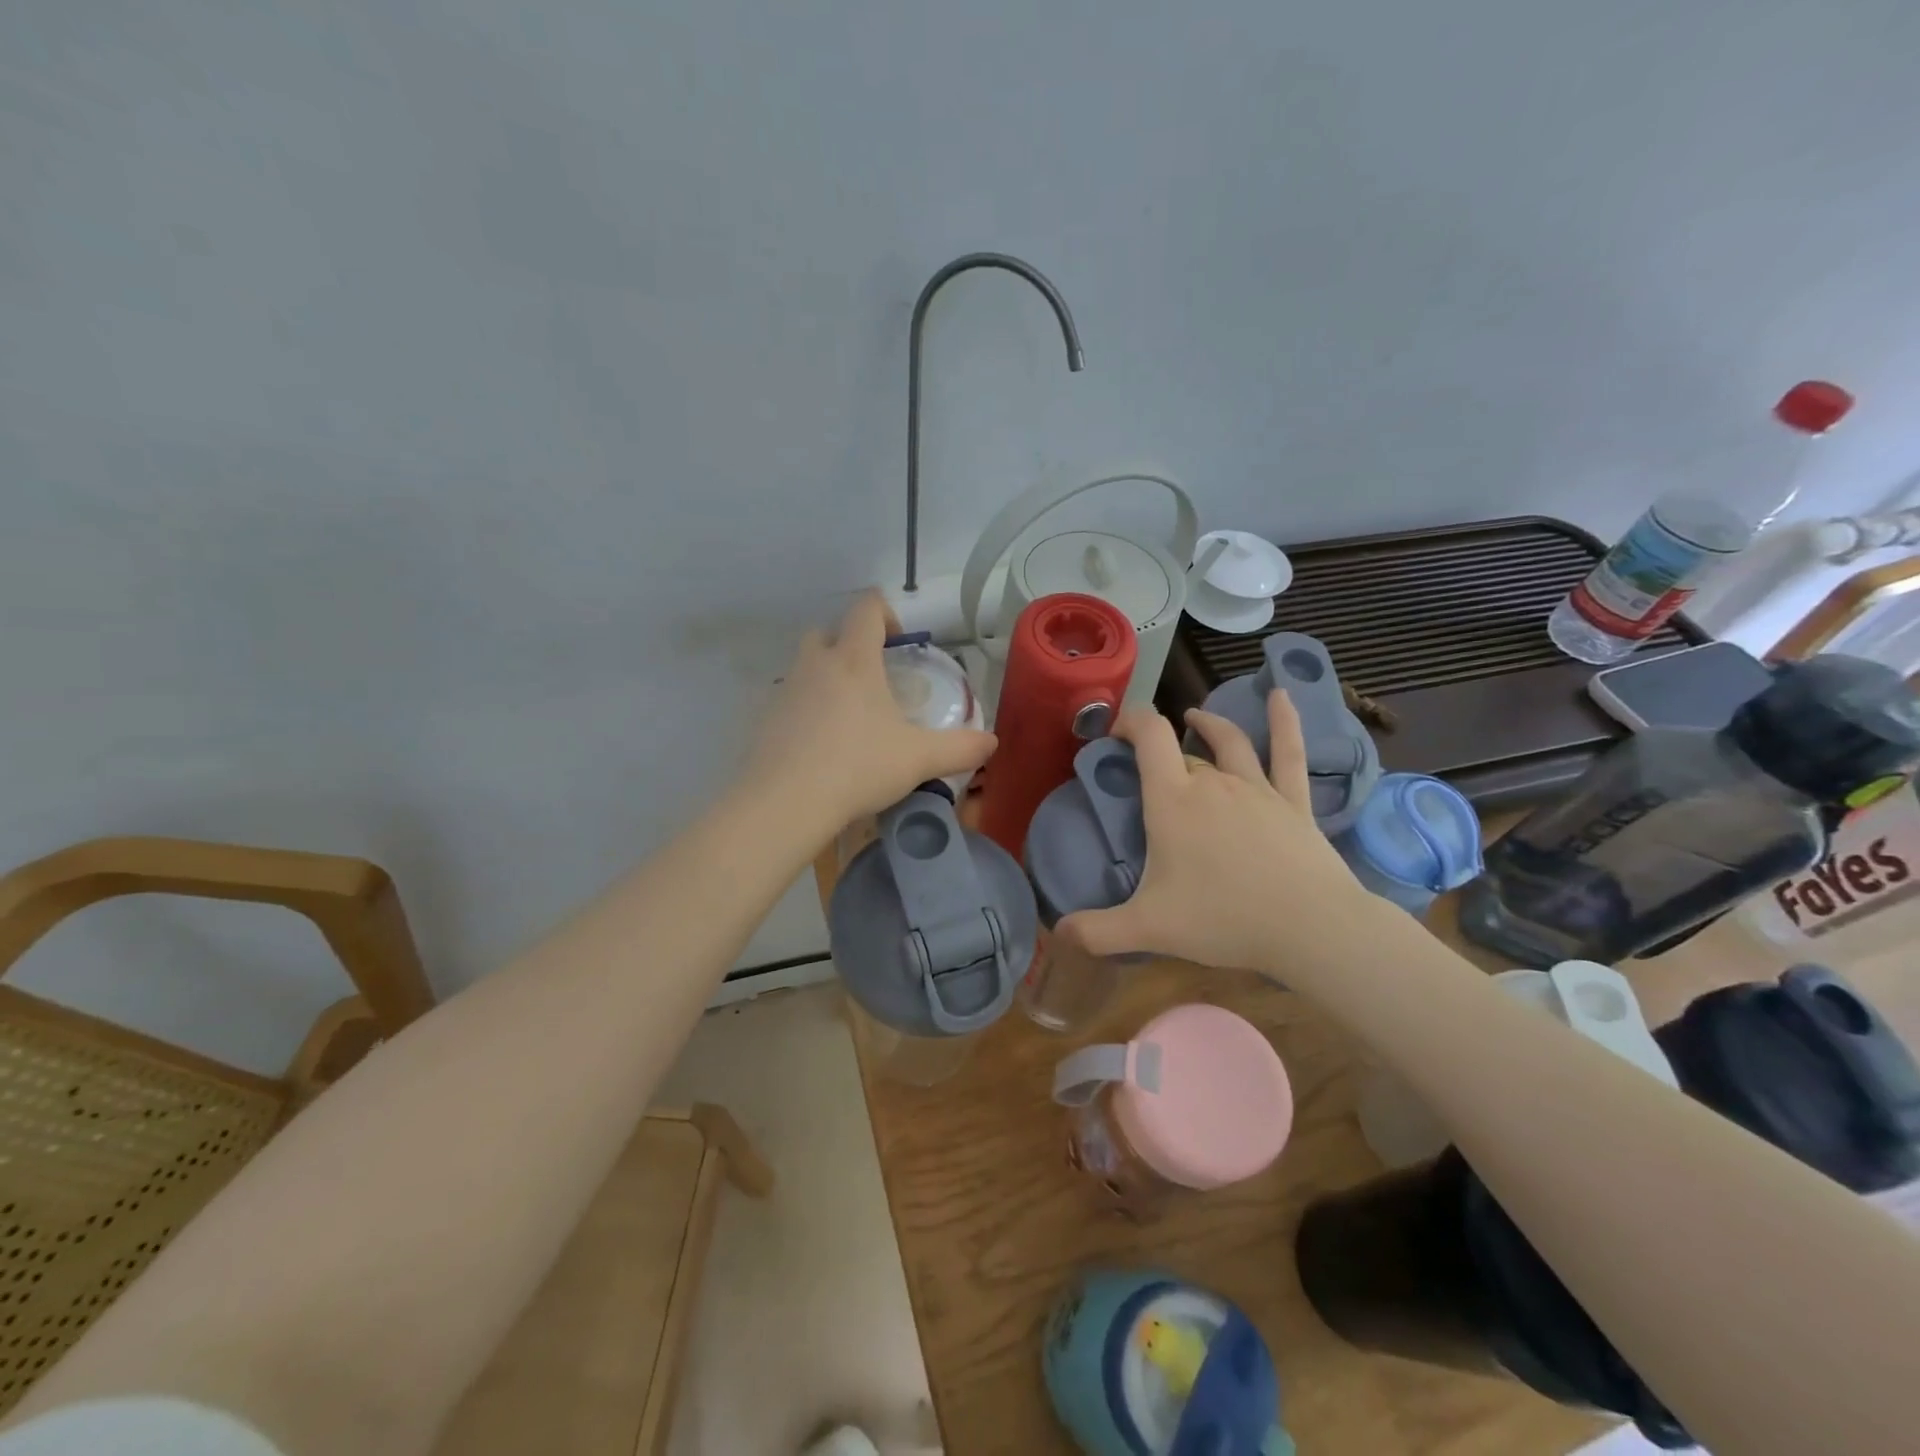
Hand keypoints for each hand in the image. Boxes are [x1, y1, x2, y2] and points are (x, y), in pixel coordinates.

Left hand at [743, 592, 996, 834]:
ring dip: (826, 677)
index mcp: (854, 660)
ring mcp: (784, 690)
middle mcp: (815, 664)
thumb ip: (960, 748)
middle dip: (850, 644)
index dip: (886, 613)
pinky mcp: (765, 719)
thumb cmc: (858, 767)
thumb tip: (992, 743)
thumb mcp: (919, 759)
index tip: (901, 642)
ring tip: (850, 716)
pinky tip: (822, 746)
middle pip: (827, 631)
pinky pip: (789, 701)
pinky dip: (806, 710)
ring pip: (805, 666)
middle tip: (873, 678)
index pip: (866, 608)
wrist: (784, 803)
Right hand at [1059, 693, 1368, 974]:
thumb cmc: (1223, 919)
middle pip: (1182, 752)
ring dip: (1209, 725)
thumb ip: (1097, 931)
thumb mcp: (1149, 928)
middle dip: (1160, 750)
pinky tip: (1282, 695)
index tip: (1115, 730)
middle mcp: (1212, 782)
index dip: (1131, 721)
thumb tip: (1057, 933)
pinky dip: (1285, 722)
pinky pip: (1289, 754)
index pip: (1149, 737)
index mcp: (1173, 800)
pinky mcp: (1293, 802)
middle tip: (1145, 766)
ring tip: (1195, 717)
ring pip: (1229, 743)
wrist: (1310, 927)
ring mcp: (1256, 789)